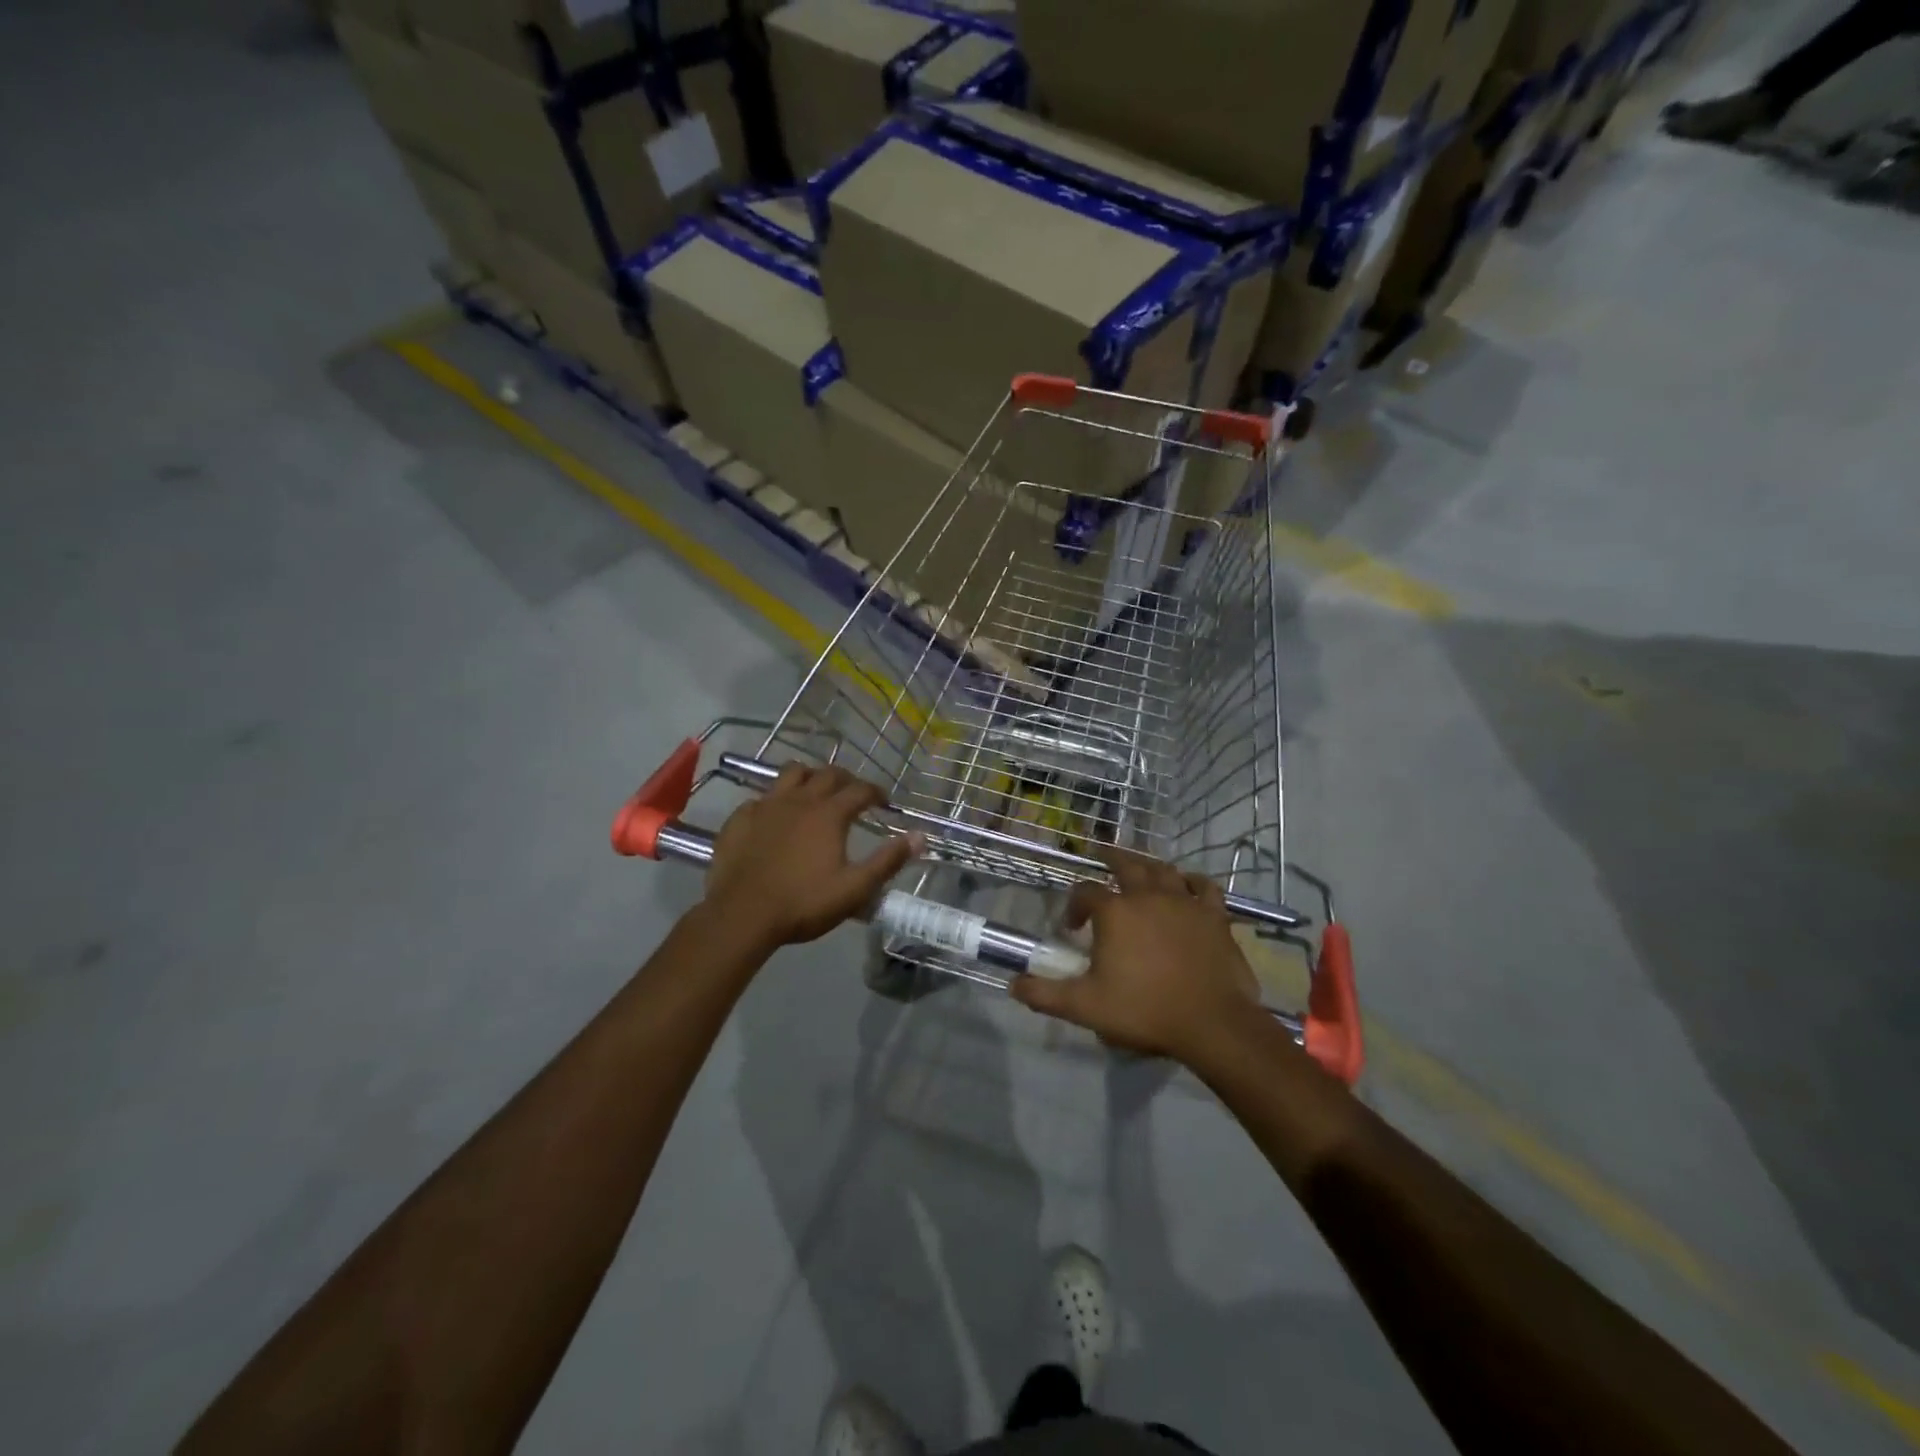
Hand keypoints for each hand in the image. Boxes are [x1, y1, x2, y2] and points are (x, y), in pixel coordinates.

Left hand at [702, 764, 919, 950]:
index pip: (860, 790)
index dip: (876, 792)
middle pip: (827, 774)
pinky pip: (761, 797)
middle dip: (845, 779)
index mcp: (829, 814)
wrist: (742, 915)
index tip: (884, 802)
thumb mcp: (855, 888)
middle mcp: (800, 800)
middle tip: (853, 793)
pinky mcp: (741, 818)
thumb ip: (888, 860)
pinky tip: (775, 817)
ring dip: (808, 777)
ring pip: (791, 774)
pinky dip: (775, 801)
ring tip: (814, 791)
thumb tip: (920, 836)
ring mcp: (766, 805)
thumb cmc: (804, 903)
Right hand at [1010, 851, 1261, 1064]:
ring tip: (1140, 868)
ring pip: (1163, 870)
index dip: (1074, 905)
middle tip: (1101, 853)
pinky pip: (1204, 887)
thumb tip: (1013, 985)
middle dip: (1110, 858)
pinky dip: (1193, 881)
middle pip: (1126, 864)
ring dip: (1148, 866)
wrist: (1212, 1023)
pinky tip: (1188, 884)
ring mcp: (1184, 902)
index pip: (1085, 892)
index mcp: (1114, 912)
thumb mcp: (1085, 1007)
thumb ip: (1045, 994)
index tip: (1072, 928)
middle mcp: (1147, 896)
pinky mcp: (1214, 915)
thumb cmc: (1144, 1010)